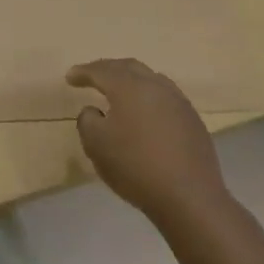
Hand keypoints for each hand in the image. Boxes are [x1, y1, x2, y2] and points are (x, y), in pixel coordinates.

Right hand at [67, 58, 232, 227]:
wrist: (189, 197)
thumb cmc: (135, 166)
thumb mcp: (95, 144)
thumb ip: (87, 120)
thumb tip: (94, 111)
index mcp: (129, 87)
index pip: (101, 71)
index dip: (83, 72)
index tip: (70, 77)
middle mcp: (156, 87)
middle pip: (129, 67)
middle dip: (108, 68)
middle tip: (92, 75)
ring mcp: (179, 103)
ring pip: (151, 79)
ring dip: (131, 80)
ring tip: (119, 90)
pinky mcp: (193, 121)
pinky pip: (165, 97)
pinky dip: (148, 96)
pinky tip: (144, 112)